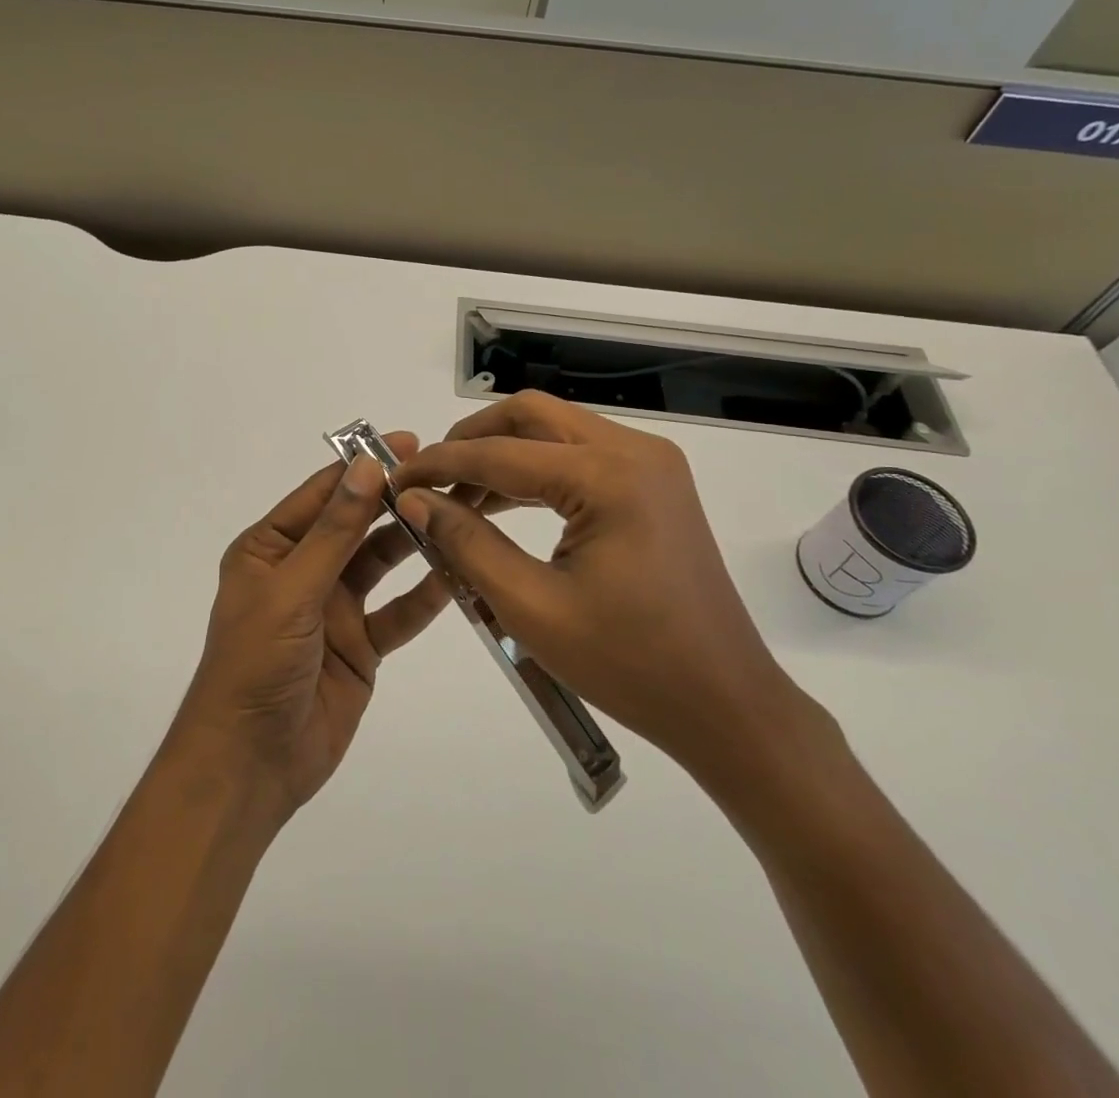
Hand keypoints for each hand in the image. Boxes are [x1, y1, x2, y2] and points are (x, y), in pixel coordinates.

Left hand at [174, 436, 450, 822]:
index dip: (363, 467)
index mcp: (270, 548)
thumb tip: (367, 465)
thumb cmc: (255, 665)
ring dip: (414, 543)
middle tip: (448, 478)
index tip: (410, 444)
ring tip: (460, 516)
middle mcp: (303, 570)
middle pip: (356, 525)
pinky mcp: (360, 646)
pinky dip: (423, 597)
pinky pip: (397, 613)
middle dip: (396, 502)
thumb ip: (335, 531)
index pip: (322, 494)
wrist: (250, 764)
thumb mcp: (292, 590)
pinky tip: (457, 576)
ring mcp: (334, 609)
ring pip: (381, 565)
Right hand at [391, 392, 806, 780]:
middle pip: (531, 416)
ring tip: (456, 496)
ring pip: (555, 431)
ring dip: (502, 453)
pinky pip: (580, 456)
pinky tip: (502, 503)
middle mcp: (634, 450)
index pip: (501, 453)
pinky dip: (535, 471)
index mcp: (609, 477)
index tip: (394, 480)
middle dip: (471, 440)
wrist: (724, 702)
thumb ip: (467, 542)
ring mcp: (651, 463)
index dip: (440, 465)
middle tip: (429, 478)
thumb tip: (415, 499)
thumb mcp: (532, 606)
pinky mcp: (654, 483)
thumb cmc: (629, 664)